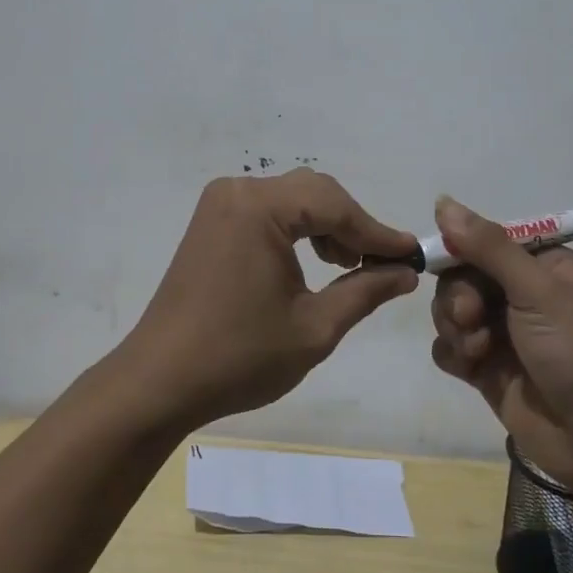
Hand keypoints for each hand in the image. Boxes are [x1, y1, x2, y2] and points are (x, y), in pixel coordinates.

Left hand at [126, 169, 419, 428]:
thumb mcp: (314, 328)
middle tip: (379, 264)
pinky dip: (297, 229)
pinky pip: (268, 211)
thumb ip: (365, 291)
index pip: (335, 206)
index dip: (377, 232)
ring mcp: (220, 204)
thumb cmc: (239, 356)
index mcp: (259, 208)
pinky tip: (313, 261)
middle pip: (314, 193)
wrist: (160, 380)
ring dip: (326, 225)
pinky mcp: (211, 222)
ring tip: (348, 266)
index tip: (412, 255)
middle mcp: (237, 191)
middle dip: (352, 225)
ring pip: (292, 199)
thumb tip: (406, 272)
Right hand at [428, 196, 572, 486]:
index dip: (460, 250)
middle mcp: (521, 294)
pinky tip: (470, 367)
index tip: (444, 261)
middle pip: (461, 276)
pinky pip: (449, 347)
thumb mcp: (538, 290)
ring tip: (476, 350)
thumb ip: (488, 247)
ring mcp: (503, 333)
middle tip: (471, 317)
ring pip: (451, 311)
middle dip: (458, 296)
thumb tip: (442, 200)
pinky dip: (453, 353)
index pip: (485, 241)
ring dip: (455, 326)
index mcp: (542, 265)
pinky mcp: (487, 369)